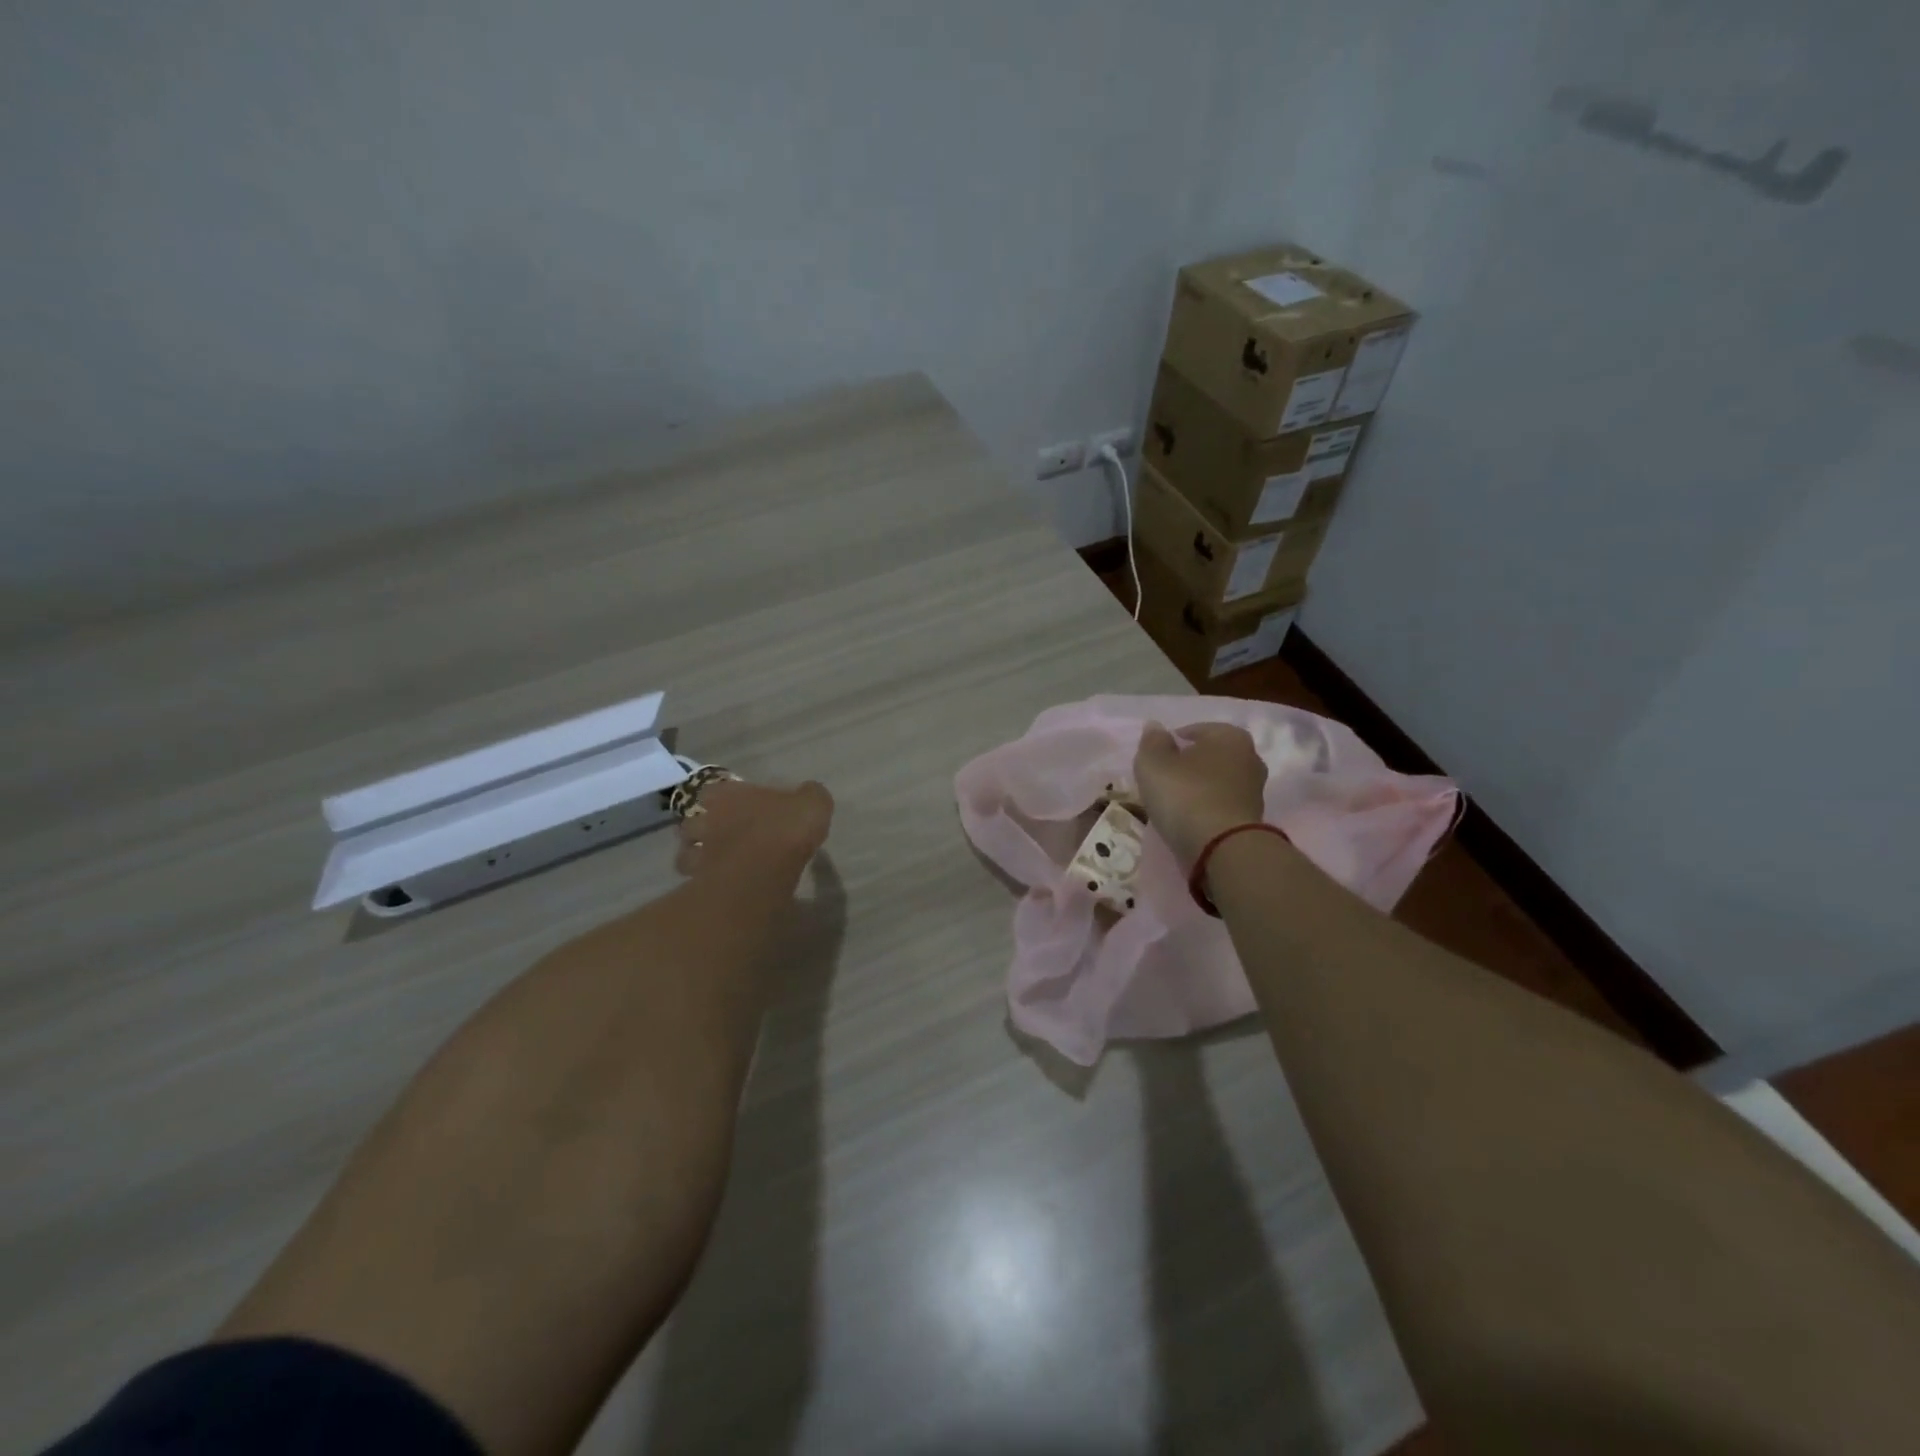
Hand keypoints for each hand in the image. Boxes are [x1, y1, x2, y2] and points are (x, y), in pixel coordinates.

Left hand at [677, 778, 833, 875]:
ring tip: (717, 864)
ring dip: (698, 856)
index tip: (733, 806)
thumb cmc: (785, 827)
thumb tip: (808, 794)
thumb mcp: (813, 803)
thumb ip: (809, 796)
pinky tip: (721, 886)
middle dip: (703, 828)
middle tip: (722, 836)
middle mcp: (707, 818)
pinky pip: (697, 880)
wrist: (763, 870)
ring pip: (687, 852)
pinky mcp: (699, 881)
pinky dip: (704, 882)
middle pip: (693, 821)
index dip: (721, 799)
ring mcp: (699, 851)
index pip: (712, 790)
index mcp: (729, 794)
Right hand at [1133, 722, 1267, 869]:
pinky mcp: (1252, 818)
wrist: (1222, 848)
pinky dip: (1206, 808)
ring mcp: (1254, 790)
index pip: (1195, 730)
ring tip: (1173, 802)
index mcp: (1230, 735)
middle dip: (1188, 764)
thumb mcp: (1154, 763)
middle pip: (1209, 756)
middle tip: (1163, 779)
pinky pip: (1221, 804)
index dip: (1172, 743)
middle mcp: (1250, 757)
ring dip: (1198, 788)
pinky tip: (1189, 819)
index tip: (1155, 760)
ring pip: (1217, 781)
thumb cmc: (1186, 795)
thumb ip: (1152, 742)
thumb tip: (1156, 727)